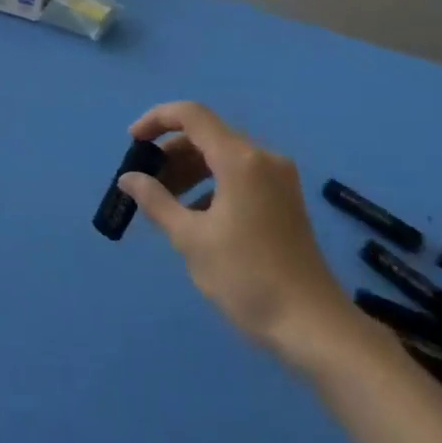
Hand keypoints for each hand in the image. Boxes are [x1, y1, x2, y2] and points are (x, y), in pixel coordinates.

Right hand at [118, 102, 344, 350]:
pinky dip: (211, 185)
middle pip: (207, 136)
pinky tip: (195, 217)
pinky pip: (239, 175)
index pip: (192, 115)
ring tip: (164, 203)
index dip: (157, 120)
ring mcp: (278, 178)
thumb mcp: (191, 239)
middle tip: (144, 183)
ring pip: (223, 156)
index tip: (132, 143)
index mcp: (240, 159)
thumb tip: (128, 179)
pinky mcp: (284, 199)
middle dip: (171, 153)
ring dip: (190, 170)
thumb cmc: (247, 278)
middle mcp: (263, 158)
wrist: (313, 327)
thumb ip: (156, 201)